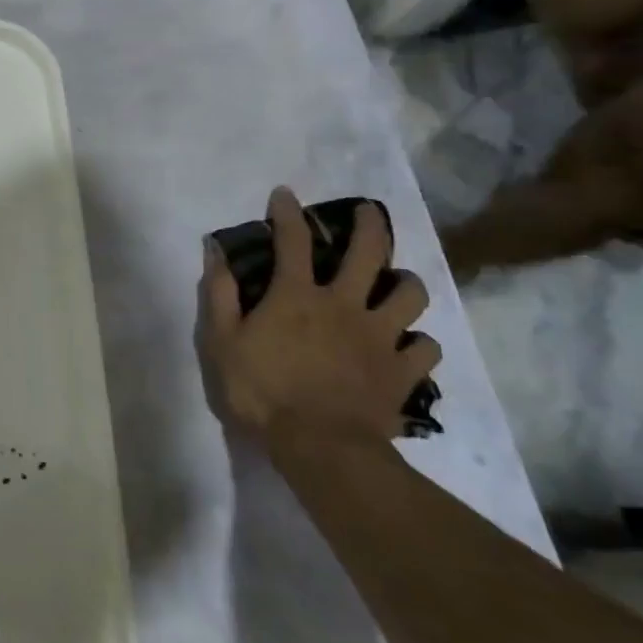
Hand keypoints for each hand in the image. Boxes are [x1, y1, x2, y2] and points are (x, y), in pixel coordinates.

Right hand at [197, 187, 439, 445]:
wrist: (320, 447)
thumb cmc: (262, 391)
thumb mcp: (222, 341)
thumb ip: (220, 293)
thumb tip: (216, 251)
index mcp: (297, 296)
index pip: (293, 240)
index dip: (288, 213)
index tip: (285, 194)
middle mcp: (345, 305)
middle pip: (369, 253)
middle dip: (370, 225)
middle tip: (368, 212)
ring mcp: (381, 337)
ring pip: (411, 294)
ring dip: (404, 283)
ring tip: (395, 284)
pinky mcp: (403, 371)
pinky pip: (426, 347)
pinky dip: (418, 342)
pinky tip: (407, 345)